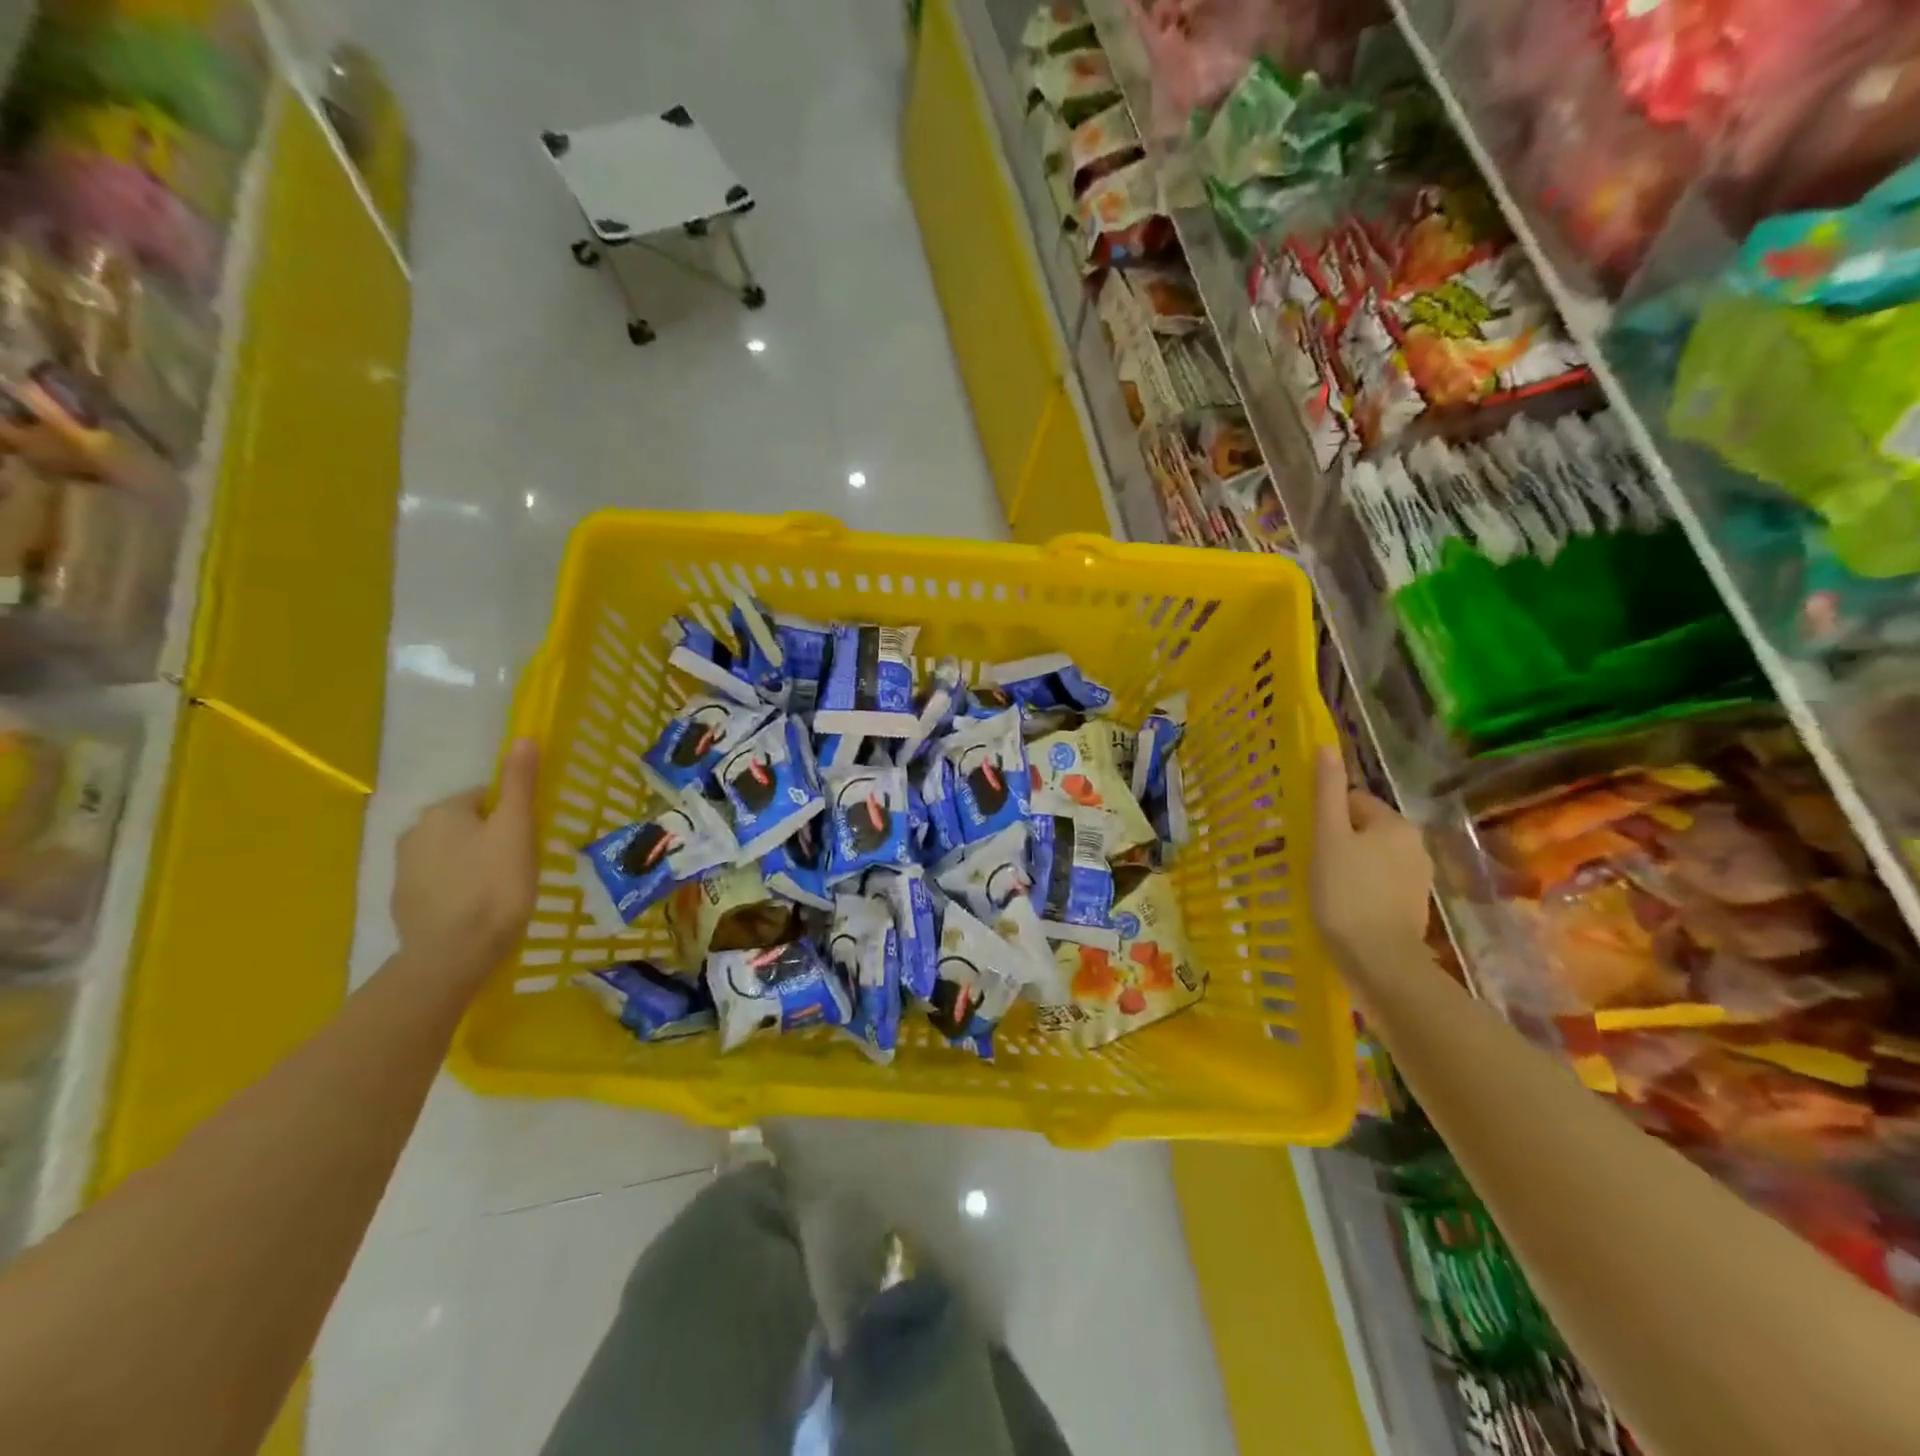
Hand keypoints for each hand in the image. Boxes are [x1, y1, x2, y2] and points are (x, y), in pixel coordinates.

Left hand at [391, 738, 538, 981]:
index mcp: (443, 811)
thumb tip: (524, 737)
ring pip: (452, 853)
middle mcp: (414, 832)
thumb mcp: (517, 830)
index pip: (486, 797)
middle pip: (467, 824)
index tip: (529, 841)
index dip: (512, 816)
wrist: (453, 954)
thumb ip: (518, 784)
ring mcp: (403, 869)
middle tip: (519, 865)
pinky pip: (439, 881)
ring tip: (501, 890)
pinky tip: (477, 908)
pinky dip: (458, 888)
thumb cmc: (495, 885)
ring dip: (474, 863)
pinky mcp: (403, 901)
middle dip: (491, 838)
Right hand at [1309, 748, 1432, 974]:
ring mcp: (1417, 877)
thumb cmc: (1346, 894)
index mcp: (1395, 823)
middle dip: (1337, 843)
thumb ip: (1326, 792)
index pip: (1351, 801)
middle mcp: (1414, 844)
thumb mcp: (1328, 838)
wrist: (1379, 961)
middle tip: (1312, 866)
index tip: (1309, 843)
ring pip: (1369, 857)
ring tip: (1324, 889)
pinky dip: (1360, 889)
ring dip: (1347, 866)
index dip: (1325, 819)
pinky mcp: (1412, 906)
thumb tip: (1326, 747)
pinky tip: (1343, 906)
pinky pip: (1378, 883)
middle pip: (1362, 829)